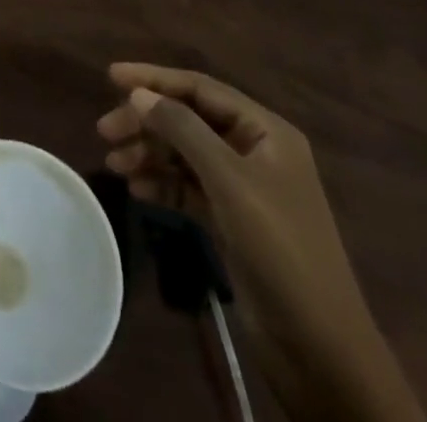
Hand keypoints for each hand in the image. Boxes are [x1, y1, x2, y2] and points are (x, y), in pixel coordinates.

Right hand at [99, 64, 424, 421]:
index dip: (155, 78)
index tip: (111, 76)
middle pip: (188, 119)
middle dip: (146, 121)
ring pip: (185, 154)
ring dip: (149, 154)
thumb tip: (139, 94)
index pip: (201, 88)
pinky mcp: (233, 221)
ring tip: (113, 164)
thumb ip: (182, 130)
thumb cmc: (279, 249)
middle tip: (105, 131)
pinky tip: (136, 190)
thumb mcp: (228, 181)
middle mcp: (254, 150)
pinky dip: (162, 185)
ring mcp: (244, 188)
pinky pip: (189, 187)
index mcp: (264, 131)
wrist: (321, 350)